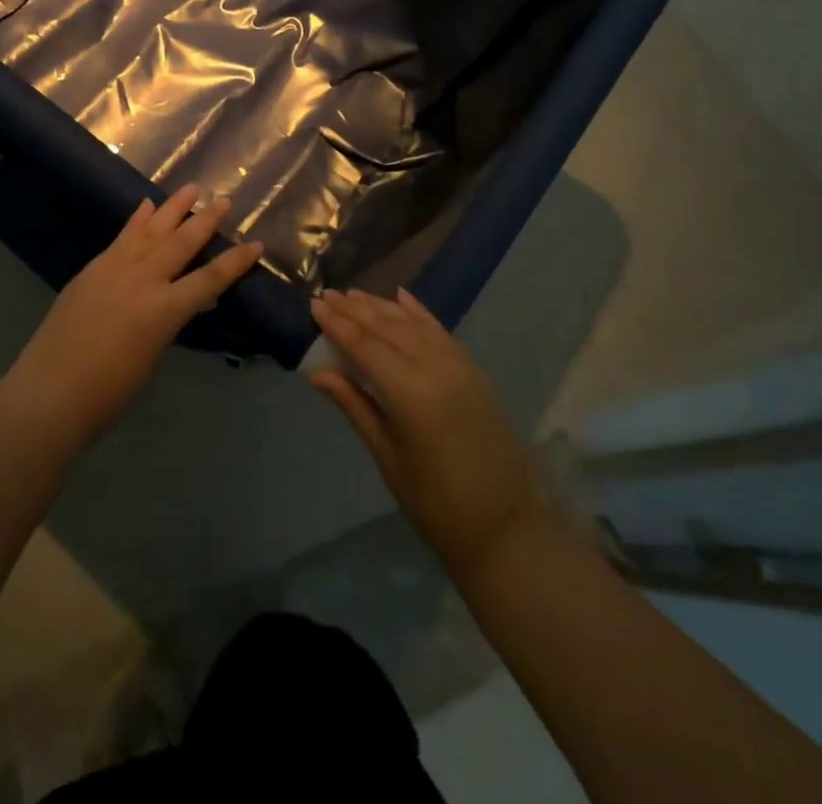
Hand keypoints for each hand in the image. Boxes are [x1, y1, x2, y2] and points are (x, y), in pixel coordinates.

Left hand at [7, 185, 263, 443]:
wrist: (49, 393)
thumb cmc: (108, 393)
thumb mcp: (152, 358)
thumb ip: (168, 323)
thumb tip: (182, 303)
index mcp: (164, 310)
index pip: (210, 279)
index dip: (236, 262)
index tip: (256, 244)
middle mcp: (143, 280)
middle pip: (182, 242)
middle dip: (206, 221)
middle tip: (224, 200)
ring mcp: (114, 269)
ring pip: (151, 230)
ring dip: (173, 208)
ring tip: (191, 189)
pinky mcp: (92, 269)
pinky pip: (122, 237)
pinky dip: (136, 220)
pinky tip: (145, 206)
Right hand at [308, 289, 551, 580]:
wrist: (507, 527)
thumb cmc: (437, 503)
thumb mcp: (388, 457)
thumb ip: (355, 406)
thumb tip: (317, 373)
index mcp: (412, 393)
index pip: (366, 347)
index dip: (338, 325)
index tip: (314, 304)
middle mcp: (437, 368)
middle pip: (388, 329)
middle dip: (355, 310)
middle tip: (328, 294)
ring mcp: (460, 365)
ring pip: (413, 324)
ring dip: (382, 307)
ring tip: (354, 294)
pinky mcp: (474, 370)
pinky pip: (440, 331)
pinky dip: (418, 313)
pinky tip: (401, 297)